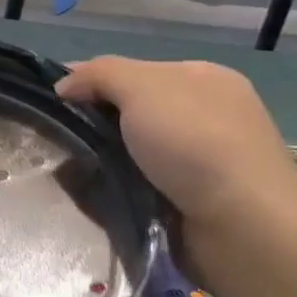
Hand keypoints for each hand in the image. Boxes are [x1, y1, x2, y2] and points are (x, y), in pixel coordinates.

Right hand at [57, 57, 296, 234]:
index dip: (88, 80)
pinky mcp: (192, 197)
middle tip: (60, 138)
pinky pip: (138, 181)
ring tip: (71, 169)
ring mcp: (201, 158)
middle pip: (129, 109)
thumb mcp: (141, 87)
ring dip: (101, 157)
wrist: (243, 225)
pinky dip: (117, 185)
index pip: (129, 70)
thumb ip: (98, 74)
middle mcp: (206, 113)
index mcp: (202, 77)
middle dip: (94, 122)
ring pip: (130, 148)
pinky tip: (99, 192)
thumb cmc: (195, 143)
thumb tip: (64, 86)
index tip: (53, 101)